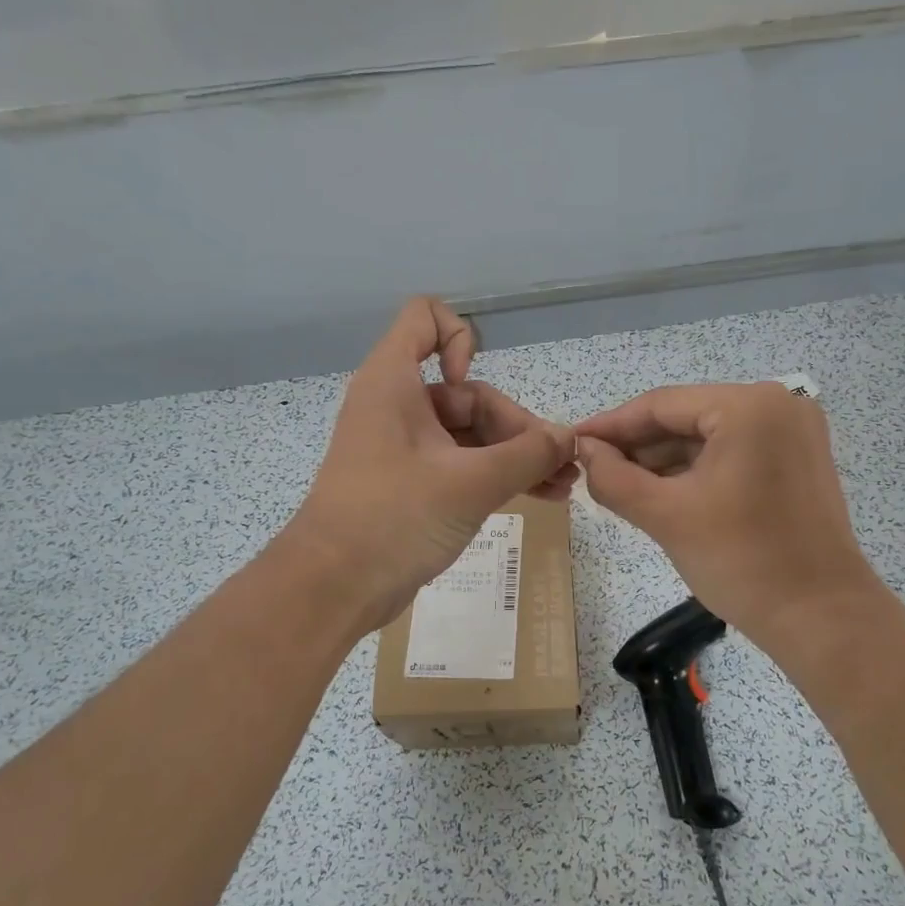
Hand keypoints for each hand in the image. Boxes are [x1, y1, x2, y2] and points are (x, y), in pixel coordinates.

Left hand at [282, 298, 576, 632]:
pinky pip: (461, 465)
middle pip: (468, 395)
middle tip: (560, 467)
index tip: (474, 386)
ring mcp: (404, 448)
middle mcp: (397, 406)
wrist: (334, 587)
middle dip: (517, 427)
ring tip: (564, 486)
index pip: (426, 318)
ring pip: (470, 435)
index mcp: (394, 382)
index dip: (462, 340)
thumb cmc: (396, 517)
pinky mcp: (411, 484)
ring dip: (516, 456)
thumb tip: (570, 437)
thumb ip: (528, 455)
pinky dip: (496, 476)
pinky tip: (541, 496)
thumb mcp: (471, 483)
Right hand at [575, 383, 884, 653]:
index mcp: (749, 406)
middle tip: (590, 470)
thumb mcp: (666, 516)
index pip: (662, 405)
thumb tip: (583, 451)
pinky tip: (660, 492)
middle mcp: (777, 405)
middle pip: (687, 418)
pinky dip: (696, 472)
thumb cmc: (742, 562)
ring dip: (664, 461)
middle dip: (637, 447)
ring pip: (708, 437)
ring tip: (617, 485)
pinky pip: (733, 454)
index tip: (571, 443)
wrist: (821, 619)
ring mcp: (793, 433)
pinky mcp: (798, 461)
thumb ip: (613, 477)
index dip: (611, 425)